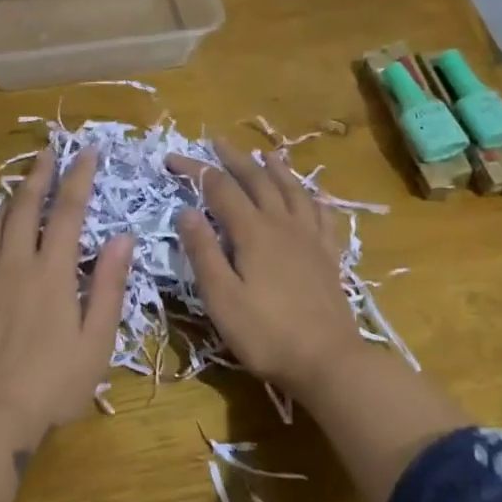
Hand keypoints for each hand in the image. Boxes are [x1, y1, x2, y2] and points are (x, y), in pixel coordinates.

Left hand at [0, 149, 133, 453]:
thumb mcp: (96, 340)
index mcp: (51, 271)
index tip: (88, 151)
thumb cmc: (52, 383)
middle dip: (39, 174)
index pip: (67, 210)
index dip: (79, 177)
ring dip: (10, 198)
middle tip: (49, 151)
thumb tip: (122, 237)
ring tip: (20, 185)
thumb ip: (108, 286)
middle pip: (24, 206)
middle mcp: (13, 263)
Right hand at [166, 138, 363, 395]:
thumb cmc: (266, 333)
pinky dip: (312, 196)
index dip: (195, 170)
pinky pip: (322, 213)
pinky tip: (310, 195)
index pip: (219, 188)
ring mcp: (311, 238)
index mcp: (253, 232)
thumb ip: (203, 252)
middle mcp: (283, 224)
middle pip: (258, 180)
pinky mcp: (329, 255)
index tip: (171, 159)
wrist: (328, 360)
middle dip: (234, 159)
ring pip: (293, 190)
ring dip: (276, 169)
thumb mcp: (221, 297)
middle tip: (216, 142)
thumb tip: (186, 210)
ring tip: (266, 154)